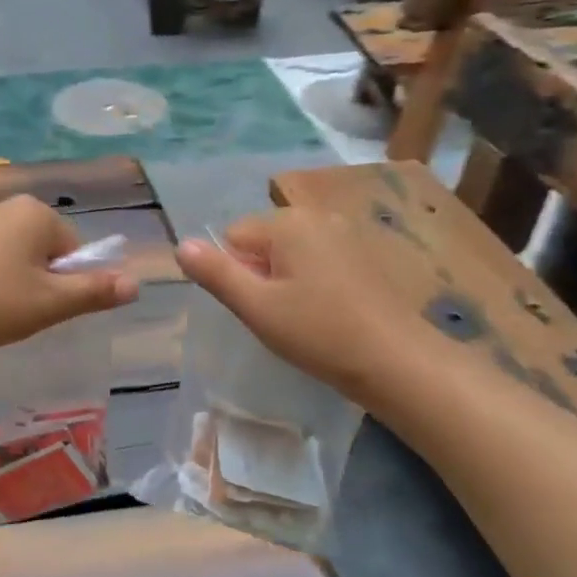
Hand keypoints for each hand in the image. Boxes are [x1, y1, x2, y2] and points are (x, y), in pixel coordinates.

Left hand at [0, 196, 137, 361]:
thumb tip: (136, 283)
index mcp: (35, 211)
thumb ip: (95, 291)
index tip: (46, 308)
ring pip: (14, 251)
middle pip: (44, 246)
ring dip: (15, 278)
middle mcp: (5, 203)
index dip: (68, 281)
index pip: (74, 247)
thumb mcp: (50, 303)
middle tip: (22, 312)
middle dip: (41, 278)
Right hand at [176, 209, 440, 405]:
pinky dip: (312, 282)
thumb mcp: (256, 307)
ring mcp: (345, 233)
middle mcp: (317, 216)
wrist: (396, 361)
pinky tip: (326, 313)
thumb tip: (181, 245)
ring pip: (290, 253)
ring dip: (285, 281)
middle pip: (262, 241)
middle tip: (278, 316)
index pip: (232, 237)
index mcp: (288, 222)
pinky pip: (317, 260)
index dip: (235, 274)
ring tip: (302, 317)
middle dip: (260, 274)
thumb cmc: (319, 333)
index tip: (257, 307)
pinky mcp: (363, 254)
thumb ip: (216, 273)